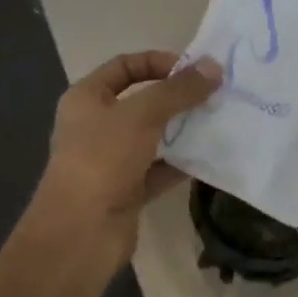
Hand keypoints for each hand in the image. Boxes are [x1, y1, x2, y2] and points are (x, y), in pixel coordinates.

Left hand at [34, 50, 222, 261]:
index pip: (125, 66)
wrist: (79, 234)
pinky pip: (159, 169)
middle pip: (142, 101)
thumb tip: (214, 66)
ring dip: (182, 129)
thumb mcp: (142, 114)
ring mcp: (111, 160)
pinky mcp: (127, 190)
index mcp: (86, 98)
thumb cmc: (102, 159)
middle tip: (214, 94)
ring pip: (153, 136)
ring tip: (218, 120)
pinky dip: (181, 162)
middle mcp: (96, 125)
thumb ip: (179, 90)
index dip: (158, 62)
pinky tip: (209, 155)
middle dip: (176, 97)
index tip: (193, 69)